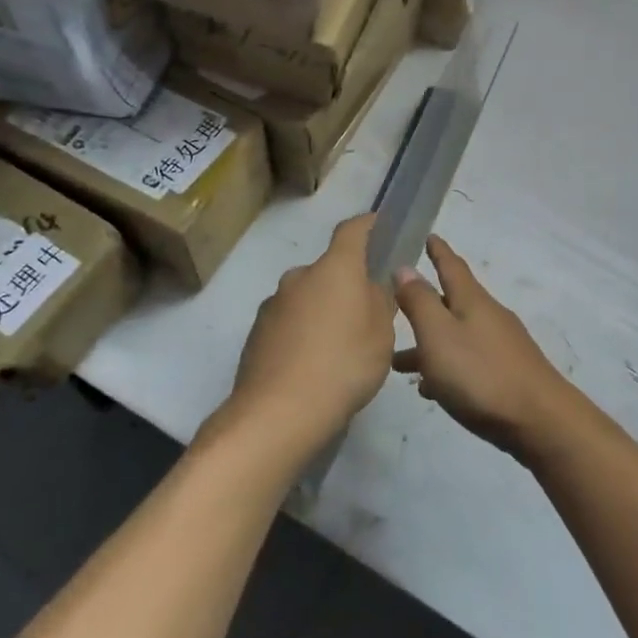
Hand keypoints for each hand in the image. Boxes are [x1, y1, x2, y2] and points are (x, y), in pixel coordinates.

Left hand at [220, 215, 395, 462]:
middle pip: (329, 270)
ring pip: (307, 297)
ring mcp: (273, 304)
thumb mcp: (381, 335)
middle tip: (364, 315)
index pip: (352, 230)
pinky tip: (312, 366)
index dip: (368, 224)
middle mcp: (300, 276)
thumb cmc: (343, 365)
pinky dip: (301, 333)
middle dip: (346, 284)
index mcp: (335, 268)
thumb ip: (379, 303)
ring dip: (322, 311)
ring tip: (337, 349)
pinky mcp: (256, 332)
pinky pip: (288, 322)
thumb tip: (370, 286)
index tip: (379, 224)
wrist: (278, 412)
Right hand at [393, 235, 576, 461]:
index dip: (438, 250)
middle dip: (424, 304)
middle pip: (451, 302)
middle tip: (396, 304)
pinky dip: (446, 367)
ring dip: (428, 343)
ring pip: (455, 336)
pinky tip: (430, 389)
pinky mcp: (506, 374)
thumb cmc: (481, 374)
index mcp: (471, 301)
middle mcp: (488, 316)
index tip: (428, 235)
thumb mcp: (439, 335)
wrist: (539, 420)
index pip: (451, 266)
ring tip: (398, 363)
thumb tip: (405, 267)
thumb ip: (419, 302)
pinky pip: (467, 361)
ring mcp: (500, 346)